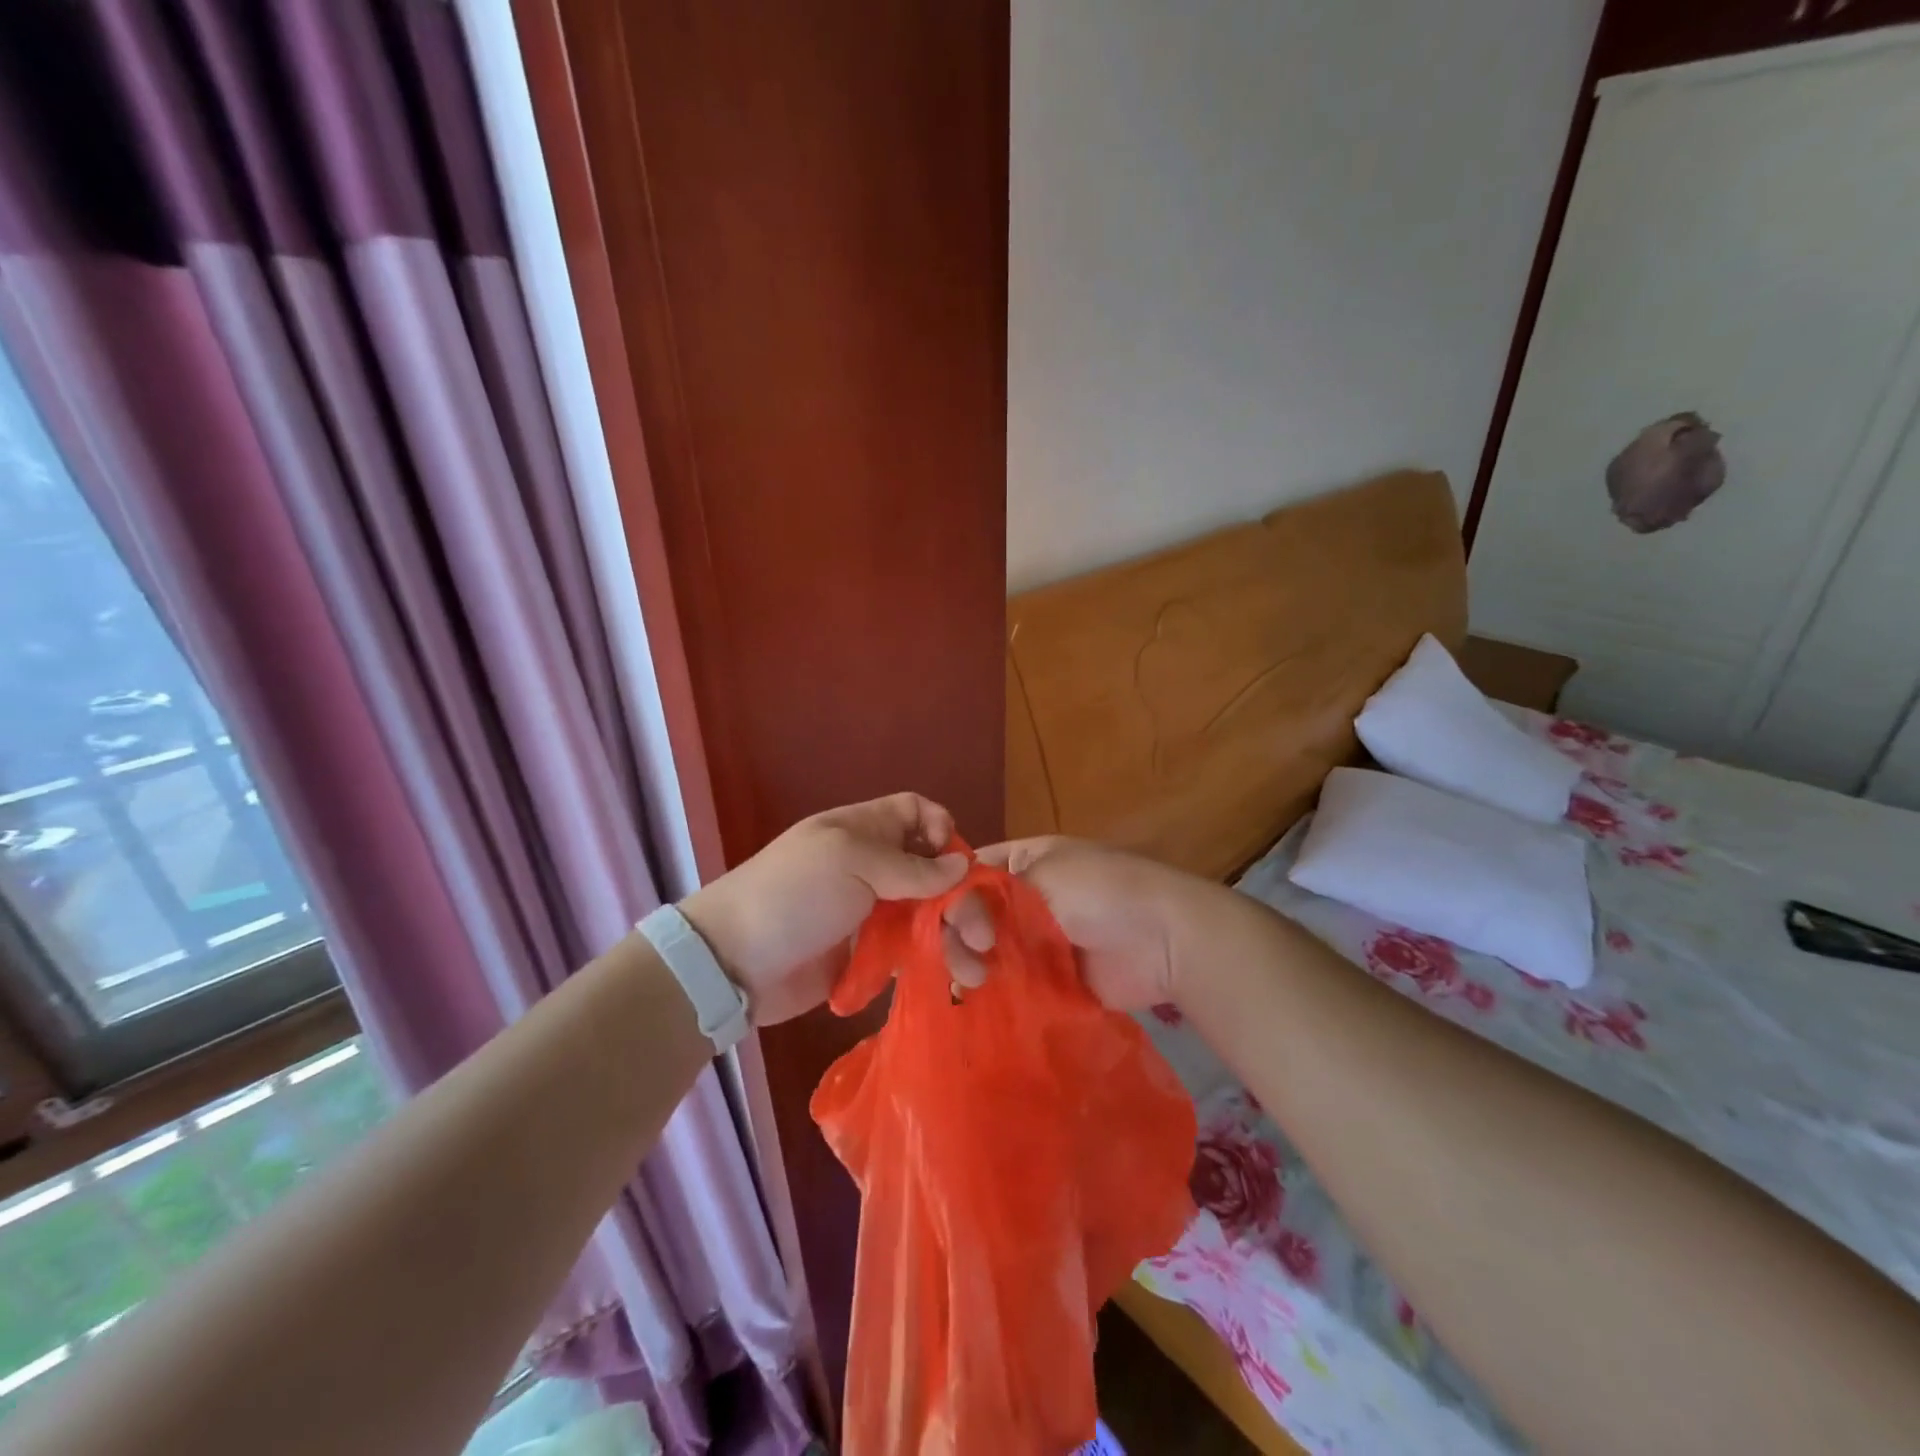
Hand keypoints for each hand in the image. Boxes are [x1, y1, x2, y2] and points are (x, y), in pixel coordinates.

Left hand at [679, 793, 968, 1025]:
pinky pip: (909, 952)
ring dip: (954, 938)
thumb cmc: (792, 895)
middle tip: (981, 936)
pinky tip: (953, 982)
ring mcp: (869, 913)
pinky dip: (932, 962)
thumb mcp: (850, 862)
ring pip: (927, 915)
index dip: (941, 830)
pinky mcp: (865, 956)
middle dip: (962, 898)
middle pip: (933, 871)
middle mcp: (872, 867)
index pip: (915, 813)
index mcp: (864, 831)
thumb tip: (963, 867)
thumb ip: (910, 867)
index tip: (957, 864)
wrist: (732, 963)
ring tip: (973, 973)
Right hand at [969, 837, 1209, 1011]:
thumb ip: (988, 896)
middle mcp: (1021, 898)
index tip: (937, 913)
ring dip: (968, 961)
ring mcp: (1032, 940)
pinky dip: (989, 989)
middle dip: (958, 930)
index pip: (968, 872)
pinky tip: (973, 996)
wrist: (1162, 939)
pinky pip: (1006, 981)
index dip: (946, 891)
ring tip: (977, 979)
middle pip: (968, 914)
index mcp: (1022, 861)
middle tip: (974, 949)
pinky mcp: (1044, 978)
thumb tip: (949, 920)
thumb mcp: (1042, 874)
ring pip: (981, 950)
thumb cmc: (1100, 890)